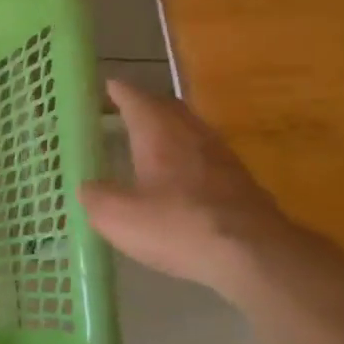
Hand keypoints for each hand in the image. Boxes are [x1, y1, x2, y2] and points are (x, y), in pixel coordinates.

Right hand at [81, 81, 306, 299]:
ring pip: (192, 131)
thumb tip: (88, 187)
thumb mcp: (117, 216)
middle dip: (146, 105)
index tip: (106, 85)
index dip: (119, 91)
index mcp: (158, 134)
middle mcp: (192, 136)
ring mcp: (222, 158)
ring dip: (171, 130)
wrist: (255, 258)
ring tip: (151, 141)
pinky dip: (189, 157)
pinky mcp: (242, 184)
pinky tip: (181, 179)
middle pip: (169, 108)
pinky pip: (207, 157)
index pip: (135, 99)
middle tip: (126, 110)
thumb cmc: (178, 226)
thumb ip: (95, 196)